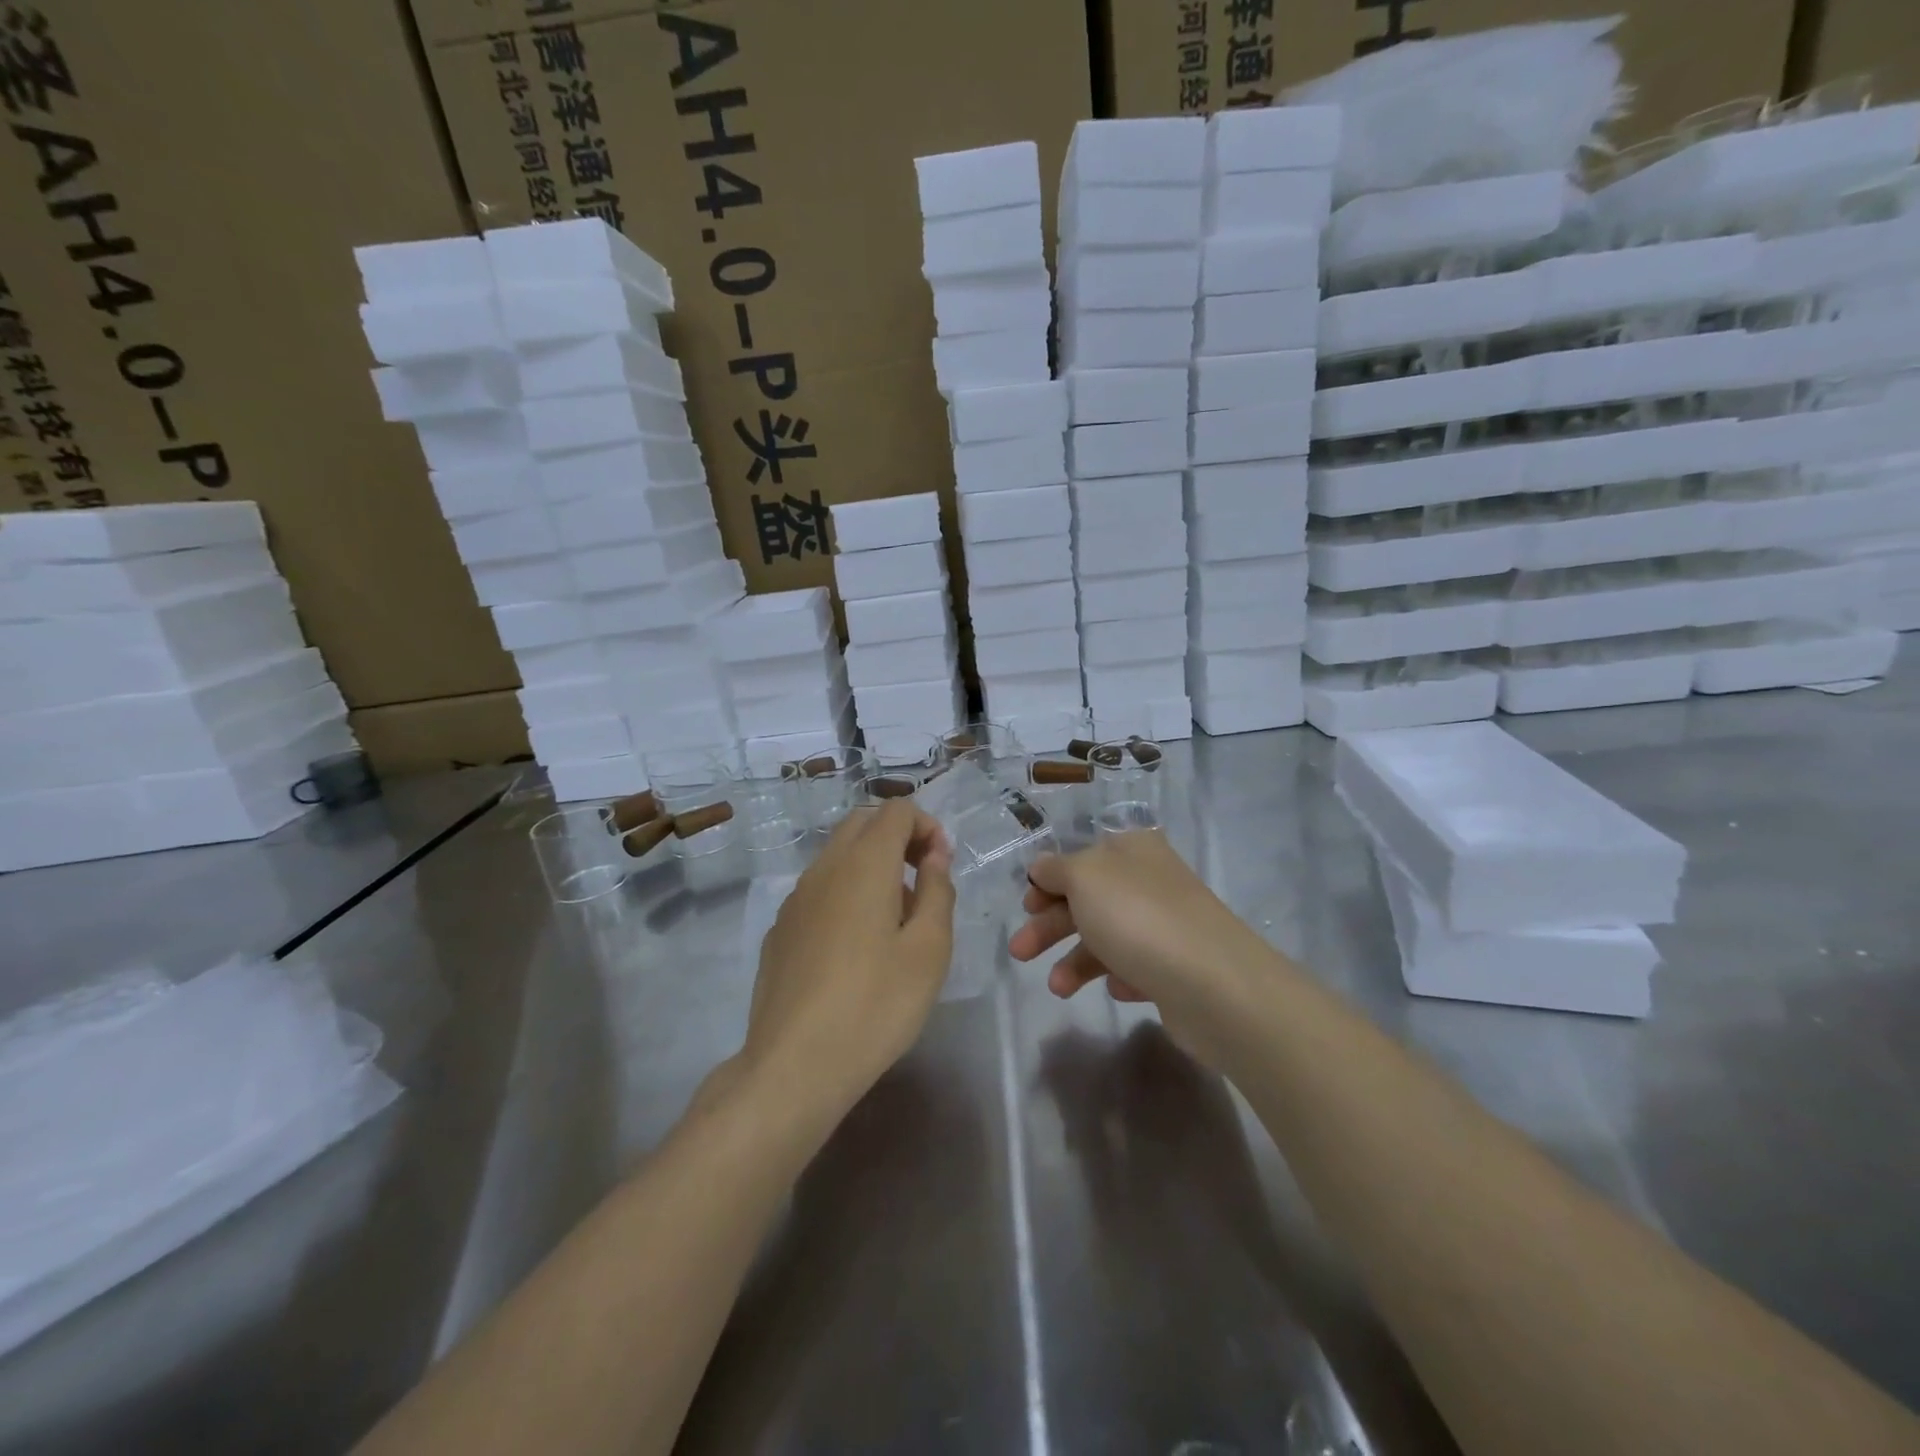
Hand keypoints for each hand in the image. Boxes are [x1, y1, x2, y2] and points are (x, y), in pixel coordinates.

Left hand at [739, 803, 955, 1126]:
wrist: (794, 1065)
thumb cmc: (876, 1005)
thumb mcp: (929, 950)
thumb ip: (937, 891)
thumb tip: (934, 856)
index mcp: (864, 864)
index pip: (896, 811)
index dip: (926, 826)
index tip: (943, 864)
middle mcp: (824, 868)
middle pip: (863, 823)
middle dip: (898, 837)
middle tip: (924, 879)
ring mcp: (795, 898)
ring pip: (838, 855)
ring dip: (872, 864)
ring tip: (895, 917)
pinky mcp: (779, 929)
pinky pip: (819, 889)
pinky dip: (846, 891)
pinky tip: (856, 945)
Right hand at [1008, 829, 1277, 1068]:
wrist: (1212, 983)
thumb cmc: (1137, 917)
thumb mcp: (1083, 877)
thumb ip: (1056, 869)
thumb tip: (1043, 867)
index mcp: (1131, 850)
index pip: (1080, 858)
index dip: (1048, 881)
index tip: (1026, 906)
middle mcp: (1150, 881)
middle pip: (1088, 899)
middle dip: (1050, 926)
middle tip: (1020, 952)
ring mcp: (1167, 924)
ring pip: (1108, 936)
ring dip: (1076, 960)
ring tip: (1058, 987)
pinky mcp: (1177, 967)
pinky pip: (1136, 967)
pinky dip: (1118, 976)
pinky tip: (1118, 989)